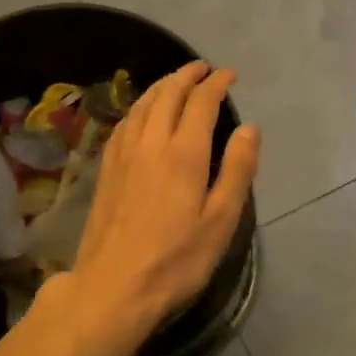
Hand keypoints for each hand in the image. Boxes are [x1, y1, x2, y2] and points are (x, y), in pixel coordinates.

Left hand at [70, 61, 258, 341]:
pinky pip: (124, 123)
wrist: (113, 287)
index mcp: (183, 153)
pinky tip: (141, 114)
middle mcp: (150, 144)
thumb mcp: (220, 221)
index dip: (216, 83)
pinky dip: (139, 107)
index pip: (201, 102)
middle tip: (203, 68)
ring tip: (175, 81)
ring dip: (161, 86)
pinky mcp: (106, 170)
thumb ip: (236, 170)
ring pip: (142, 105)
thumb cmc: (176, 260)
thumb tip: (249, 129)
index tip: (229, 75)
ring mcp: (123, 155)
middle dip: (187, 75)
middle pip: (167, 94)